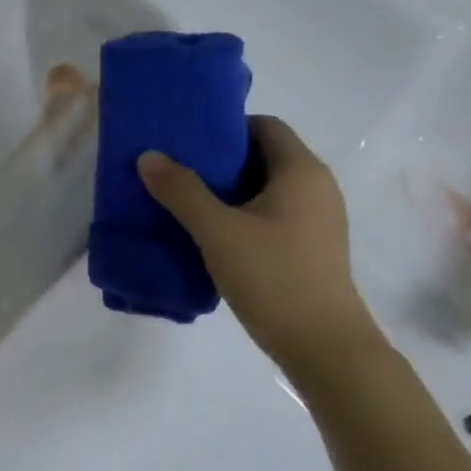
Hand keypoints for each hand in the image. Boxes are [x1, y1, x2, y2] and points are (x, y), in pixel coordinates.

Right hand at [137, 115, 385, 378]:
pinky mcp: (308, 247)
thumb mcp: (216, 230)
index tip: (186, 142)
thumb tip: (148, 156)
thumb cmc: (272, 275)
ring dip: (225, 192)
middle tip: (174, 171)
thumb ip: (181, 191)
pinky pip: (269, 215)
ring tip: (182, 203)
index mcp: (301, 171)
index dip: (225, 128)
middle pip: (263, 157)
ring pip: (264, 189)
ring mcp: (316, 219)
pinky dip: (239, 216)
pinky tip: (209, 235)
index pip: (264, 126)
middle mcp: (316, 187)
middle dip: (218, 161)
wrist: (322, 344)